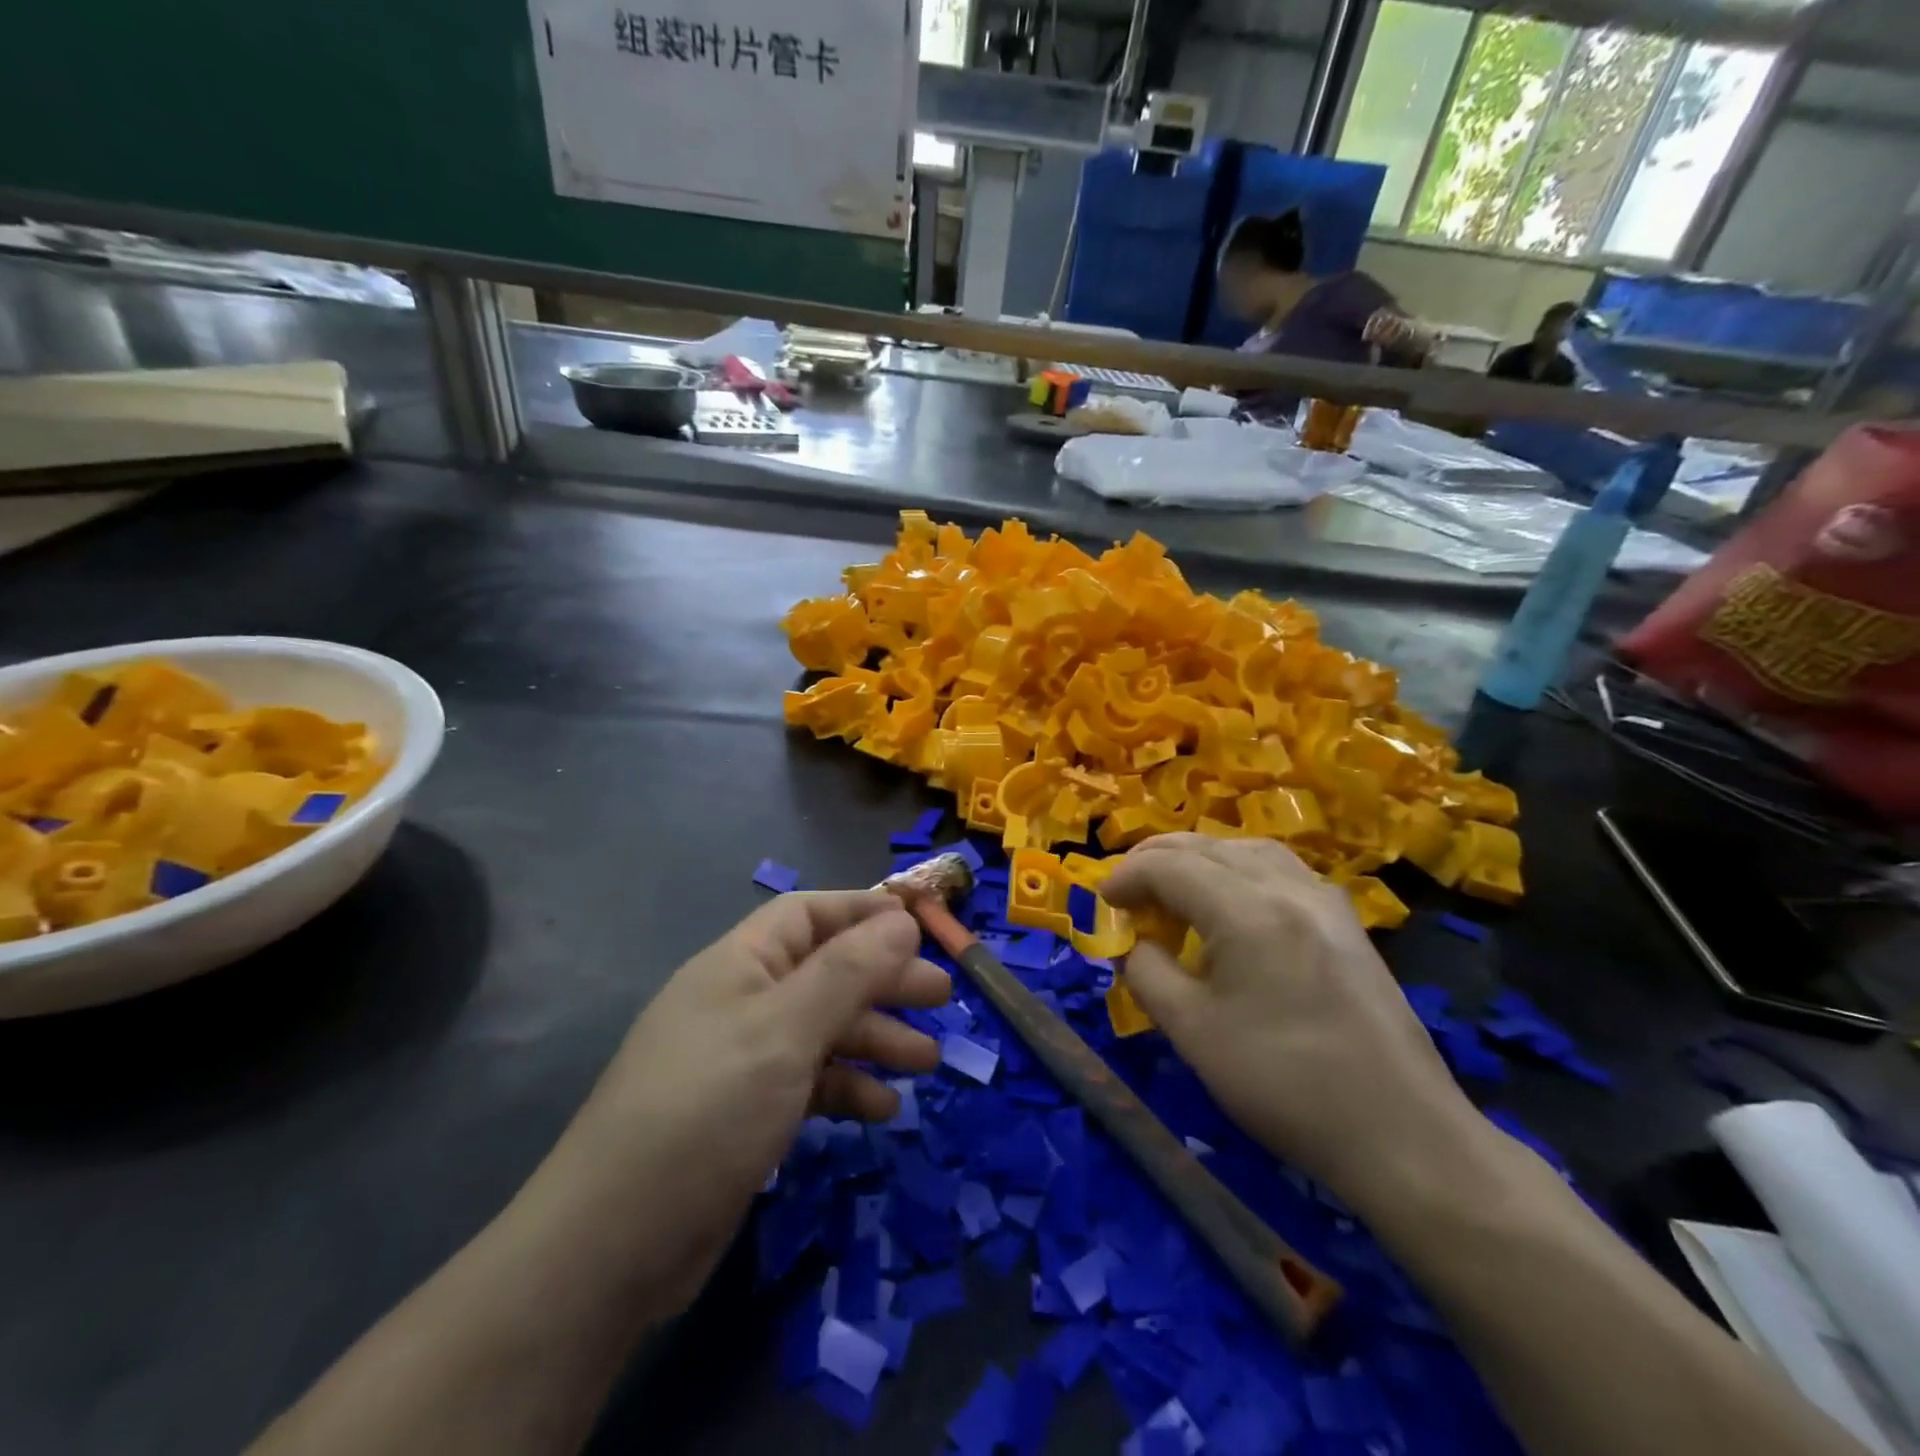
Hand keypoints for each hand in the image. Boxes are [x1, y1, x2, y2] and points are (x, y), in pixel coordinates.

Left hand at [547, 891, 949, 1313]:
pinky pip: (809, 1083)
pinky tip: (884, 1110)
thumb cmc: (706, 1112)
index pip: (808, 914)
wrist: (611, 1248)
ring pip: (822, 1031)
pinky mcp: (746, 1115)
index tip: (920, 925)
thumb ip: (848, 971)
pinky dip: (847, 1089)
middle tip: (943, 997)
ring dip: (875, 1038)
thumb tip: (903, 918)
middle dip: (883, 980)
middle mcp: (741, 1002)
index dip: (863, 912)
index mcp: (739, 965)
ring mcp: (742, 1061)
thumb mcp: (785, 1031)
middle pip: (825, 972)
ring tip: (928, 1059)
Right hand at [1101, 835, 1479, 1203]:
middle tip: (1126, 889)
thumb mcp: (1192, 1032)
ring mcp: (1324, 899)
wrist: (1401, 1134)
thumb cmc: (1284, 1084)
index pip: (1169, 865)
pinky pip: (1279, 869)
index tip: (1103, 902)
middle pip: (1206, 845)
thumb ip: (1147, 973)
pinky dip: (1238, 869)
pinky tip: (1230, 901)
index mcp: (1246, 909)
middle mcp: (1287, 886)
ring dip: (1199, 857)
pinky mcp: (1345, 921)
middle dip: (1157, 859)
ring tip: (1172, 887)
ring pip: (1246, 848)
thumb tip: (1133, 943)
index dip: (1126, 876)